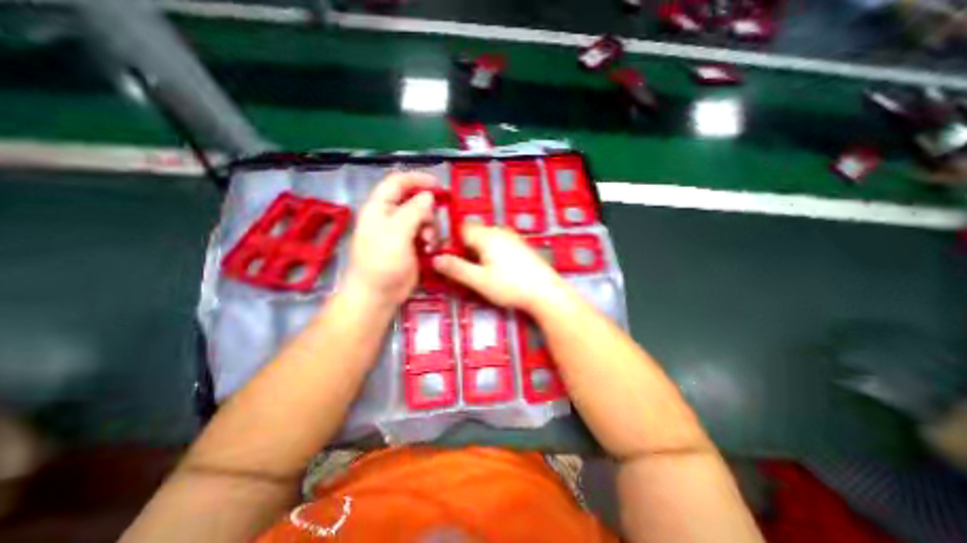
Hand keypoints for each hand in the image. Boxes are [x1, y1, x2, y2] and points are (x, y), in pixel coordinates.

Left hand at [343, 173, 437, 306]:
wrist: (379, 295)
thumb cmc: (382, 263)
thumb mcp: (397, 234)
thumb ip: (413, 212)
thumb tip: (429, 196)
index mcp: (380, 208)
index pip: (398, 183)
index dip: (417, 179)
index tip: (438, 185)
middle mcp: (390, 216)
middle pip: (415, 201)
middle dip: (427, 212)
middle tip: (431, 226)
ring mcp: (401, 232)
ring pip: (423, 219)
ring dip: (431, 228)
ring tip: (429, 243)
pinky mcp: (411, 245)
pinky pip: (426, 234)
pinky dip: (431, 240)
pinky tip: (429, 250)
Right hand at [431, 223, 567, 311]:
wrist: (546, 292)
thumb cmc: (510, 286)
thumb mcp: (478, 280)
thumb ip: (456, 268)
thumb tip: (435, 259)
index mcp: (486, 235)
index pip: (461, 229)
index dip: (452, 242)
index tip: (449, 260)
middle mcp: (499, 231)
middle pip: (474, 234)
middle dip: (465, 249)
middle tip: (464, 270)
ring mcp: (512, 238)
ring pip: (487, 240)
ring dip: (478, 253)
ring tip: (480, 273)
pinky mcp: (521, 246)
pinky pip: (499, 245)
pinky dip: (491, 254)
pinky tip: (497, 271)